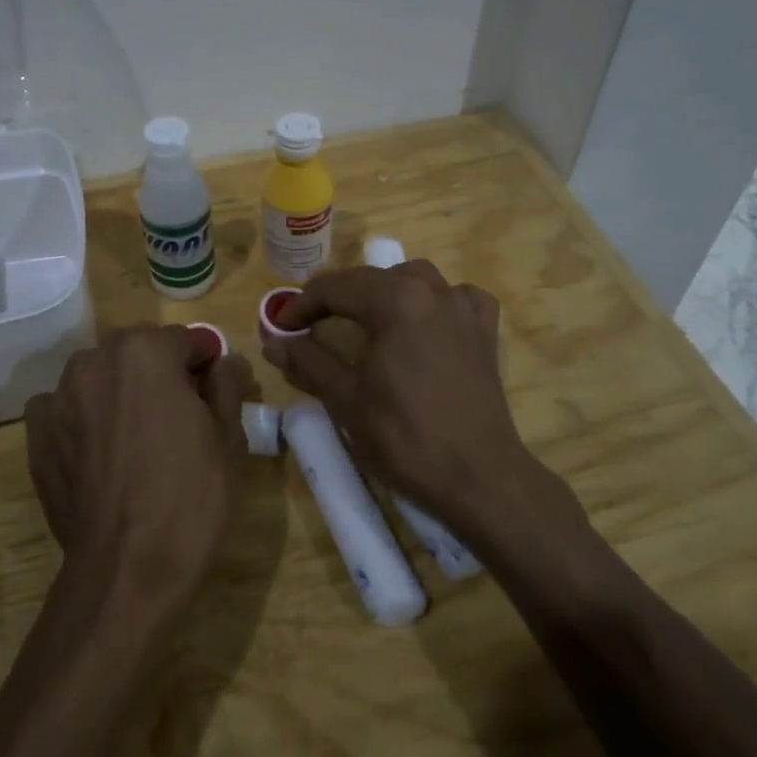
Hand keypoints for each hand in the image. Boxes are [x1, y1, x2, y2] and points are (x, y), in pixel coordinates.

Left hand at [26, 325, 256, 614]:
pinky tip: (98, 452)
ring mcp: (59, 396)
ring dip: (120, 392)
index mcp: (145, 352)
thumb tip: (224, 362)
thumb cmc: (189, 498)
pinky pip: (64, 407)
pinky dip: (82, 417)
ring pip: (101, 377)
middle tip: (179, 419)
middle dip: (160, 375)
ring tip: (135, 439)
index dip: (204, 366)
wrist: (126, 569)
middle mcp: (95, 360)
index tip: (213, 395)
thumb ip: (227, 385)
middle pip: (139, 354)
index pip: (184, 340)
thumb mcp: (228, 438)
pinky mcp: (36, 433)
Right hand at [263, 260, 541, 533]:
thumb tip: (272, 342)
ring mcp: (463, 307)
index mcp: (394, 300)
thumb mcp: (346, 400)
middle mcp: (431, 290)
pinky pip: (454, 297)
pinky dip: (432, 301)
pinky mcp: (484, 330)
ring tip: (363, 319)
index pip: (334, 288)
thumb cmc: (406, 438)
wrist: (480, 478)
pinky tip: (424, 321)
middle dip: (335, 298)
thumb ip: (308, 362)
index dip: (301, 305)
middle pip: (370, 278)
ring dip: (381, 291)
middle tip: (309, 327)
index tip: (280, 328)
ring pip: (413, 278)